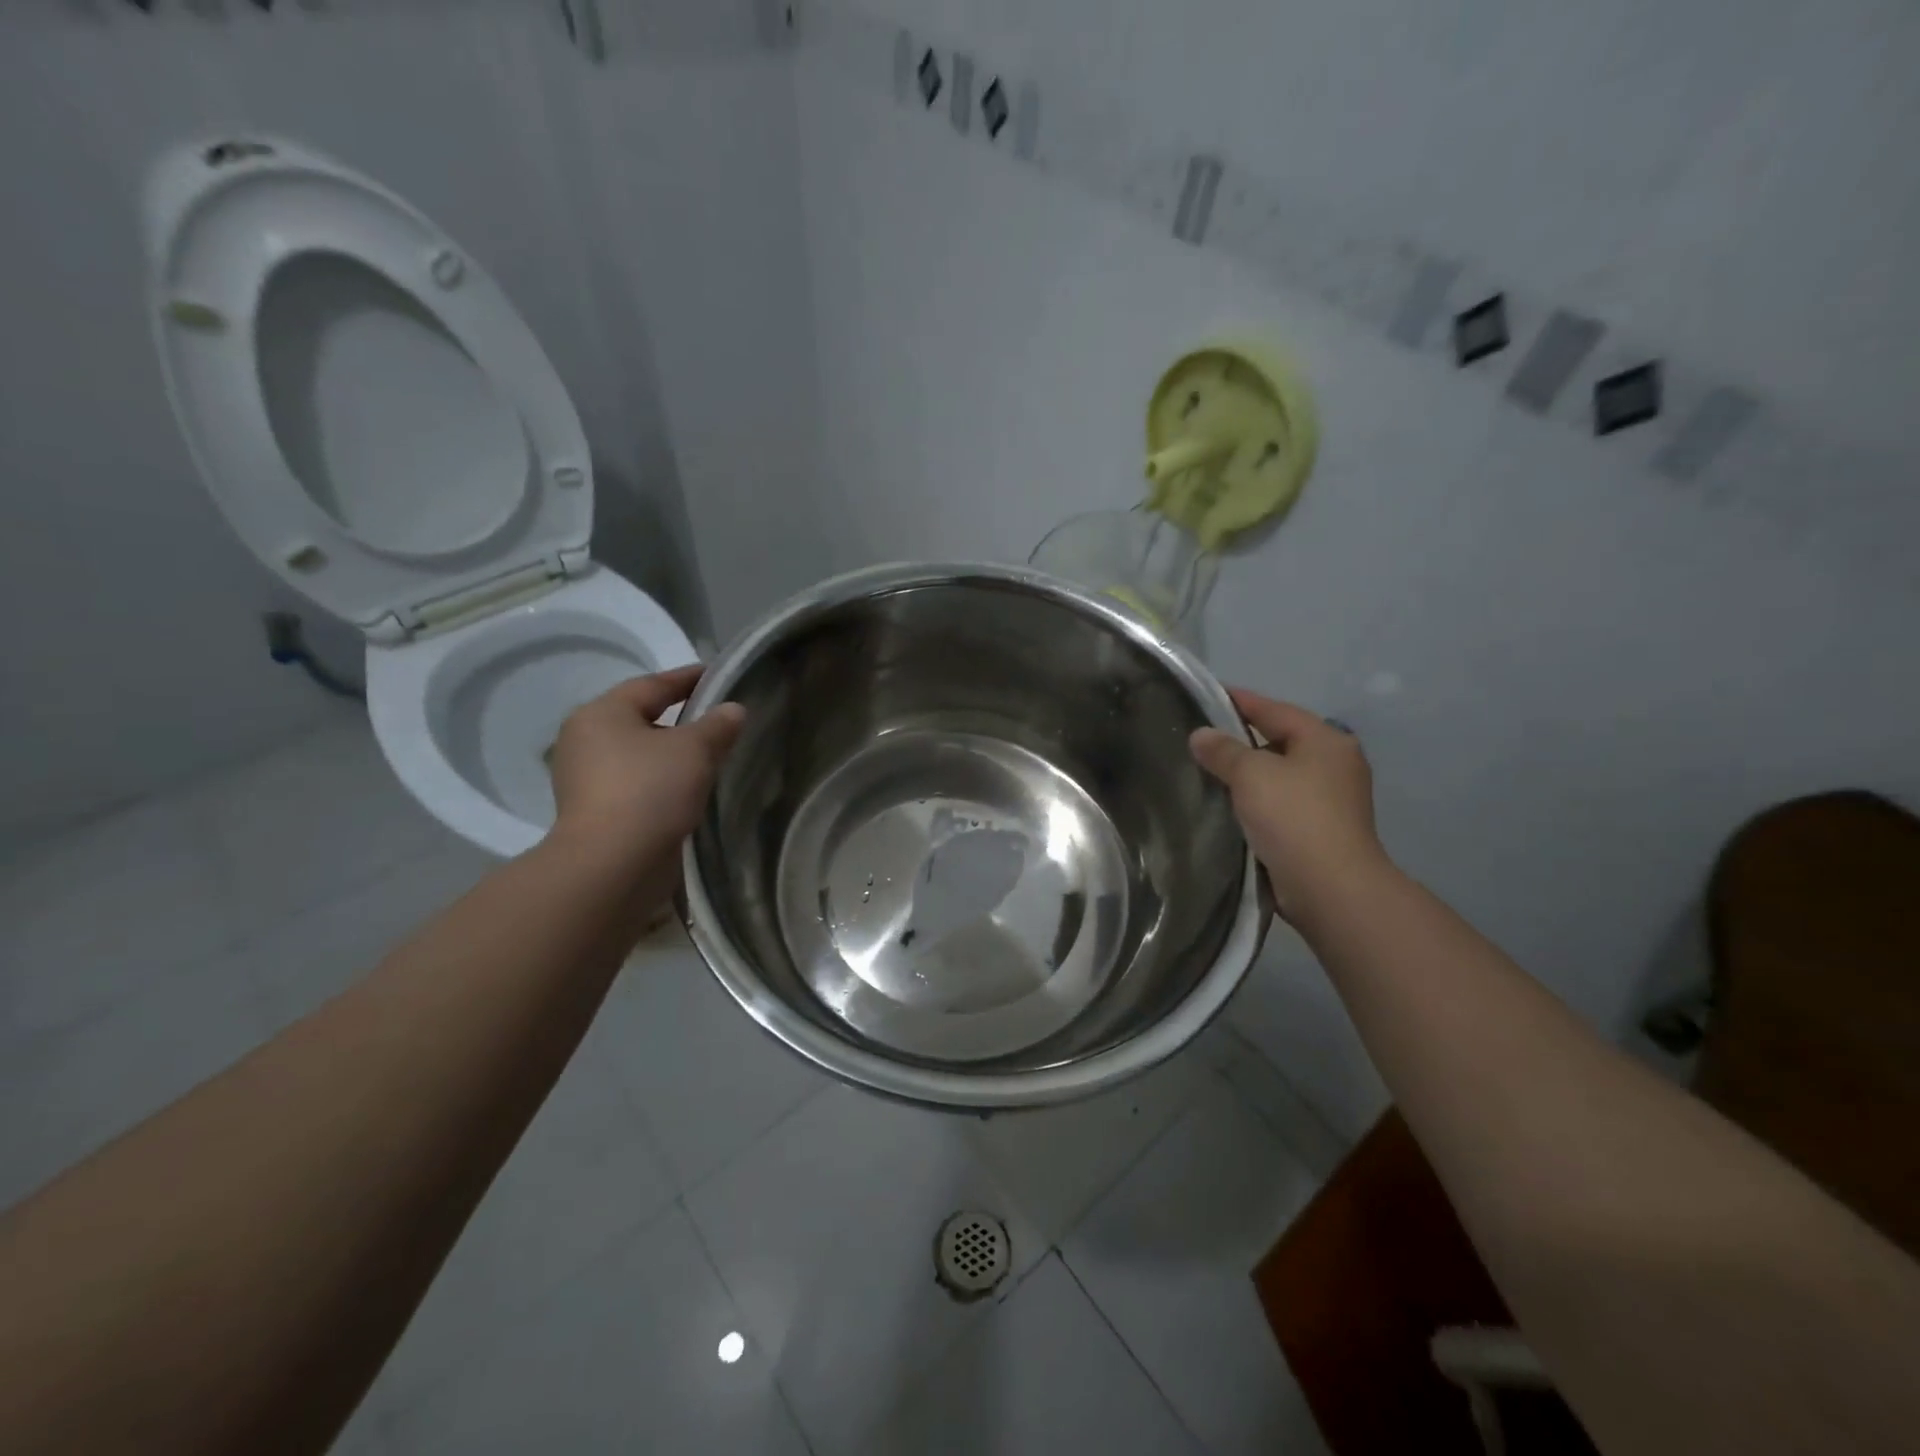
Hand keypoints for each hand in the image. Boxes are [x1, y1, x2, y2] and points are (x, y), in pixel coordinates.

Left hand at [548, 666, 745, 860]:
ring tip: (710, 754)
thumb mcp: (694, 749)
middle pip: (641, 718)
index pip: (652, 685)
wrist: (613, 865)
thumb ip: (717, 725)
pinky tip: (689, 788)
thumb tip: (733, 709)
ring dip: (671, 753)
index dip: (687, 678)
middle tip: (718, 717)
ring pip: (639, 754)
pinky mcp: (595, 812)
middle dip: (679, 718)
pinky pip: (636, 783)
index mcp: (601, 713)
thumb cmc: (650, 790)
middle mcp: (585, 740)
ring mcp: (586, 779)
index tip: (717, 674)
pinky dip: (662, 780)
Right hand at [1189, 688, 1387, 922]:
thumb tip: (1201, 735)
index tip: (1206, 695)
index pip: (1274, 709)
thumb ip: (1223, 750)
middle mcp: (1335, 763)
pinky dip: (1258, 799)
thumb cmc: (1294, 818)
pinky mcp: (1323, 829)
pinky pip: (1282, 802)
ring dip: (1249, 774)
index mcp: (1325, 740)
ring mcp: (1334, 798)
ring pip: (1280, 774)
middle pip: (1280, 740)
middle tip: (1201, 739)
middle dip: (1242, 740)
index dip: (1239, 700)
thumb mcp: (1251, 774)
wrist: (1331, 887)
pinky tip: (1231, 805)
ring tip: (1208, 772)